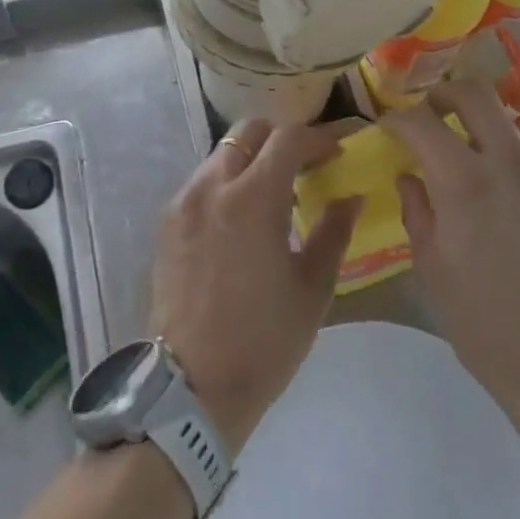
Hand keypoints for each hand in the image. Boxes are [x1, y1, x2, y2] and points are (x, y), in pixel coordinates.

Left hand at [149, 120, 359, 450]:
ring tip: (276, 191)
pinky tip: (243, 216)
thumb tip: (351, 197)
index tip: (338, 150)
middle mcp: (212, 186)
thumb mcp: (313, 288)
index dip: (319, 138)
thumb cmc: (264, 340)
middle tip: (307, 164)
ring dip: (253, 159)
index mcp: (253, 198)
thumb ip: (334, 231)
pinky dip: (228, 181)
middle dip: (282, 138)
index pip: (288, 139)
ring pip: (222, 154)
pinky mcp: (168, 222)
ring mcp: (184, 202)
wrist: (192, 386)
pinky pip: (203, 181)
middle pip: (249, 132)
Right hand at [384, 81, 519, 431]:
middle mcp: (509, 163)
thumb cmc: (483, 323)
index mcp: (465, 182)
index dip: (396, 118)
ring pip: (504, 122)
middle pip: (474, 92)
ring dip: (475, 127)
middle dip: (442, 95)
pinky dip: (502, 158)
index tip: (385, 128)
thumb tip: (410, 175)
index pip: (420, 121)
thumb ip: (416, 208)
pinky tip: (496, 196)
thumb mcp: (431, 266)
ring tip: (460, 162)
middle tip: (426, 118)